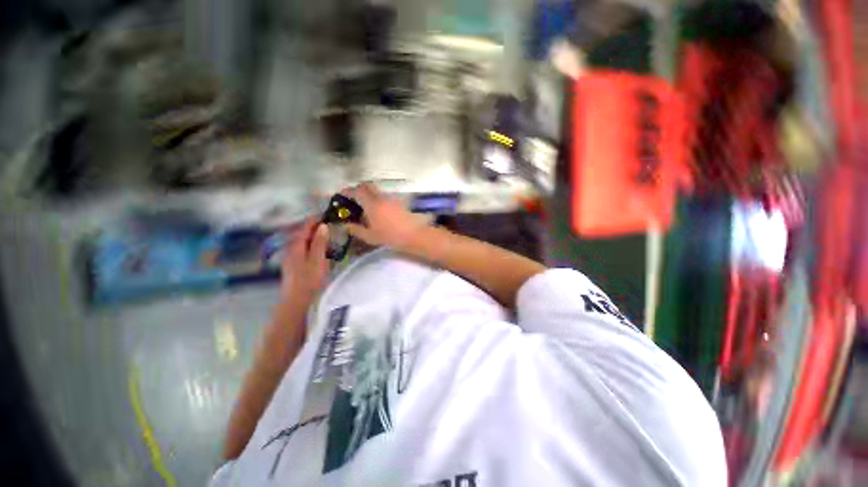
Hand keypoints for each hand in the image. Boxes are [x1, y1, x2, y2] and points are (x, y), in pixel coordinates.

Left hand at [281, 218, 329, 303]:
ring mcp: (291, 256)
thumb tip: (323, 226)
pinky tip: (319, 248)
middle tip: (329, 223)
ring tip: (326, 233)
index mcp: (296, 245)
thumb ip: (320, 242)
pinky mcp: (294, 264)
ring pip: (303, 240)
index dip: (315, 219)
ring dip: (314, 235)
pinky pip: (303, 248)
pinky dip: (312, 244)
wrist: (297, 300)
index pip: (305, 227)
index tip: (327, 214)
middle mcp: (291, 248)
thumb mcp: (318, 259)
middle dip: (314, 226)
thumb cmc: (309, 279)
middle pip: (303, 232)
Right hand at [342, 183, 427, 250]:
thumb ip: (356, 230)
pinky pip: (385, 197)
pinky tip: (379, 213)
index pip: (357, 190)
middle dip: (359, 189)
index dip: (348, 190)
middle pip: (368, 186)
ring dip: (369, 195)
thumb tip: (345, 225)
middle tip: (353, 199)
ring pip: (377, 191)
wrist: (414, 235)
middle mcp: (381, 197)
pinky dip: (378, 200)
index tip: (342, 194)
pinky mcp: (399, 202)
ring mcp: (392, 199)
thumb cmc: (391, 236)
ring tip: (366, 208)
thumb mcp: (370, 236)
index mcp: (372, 204)